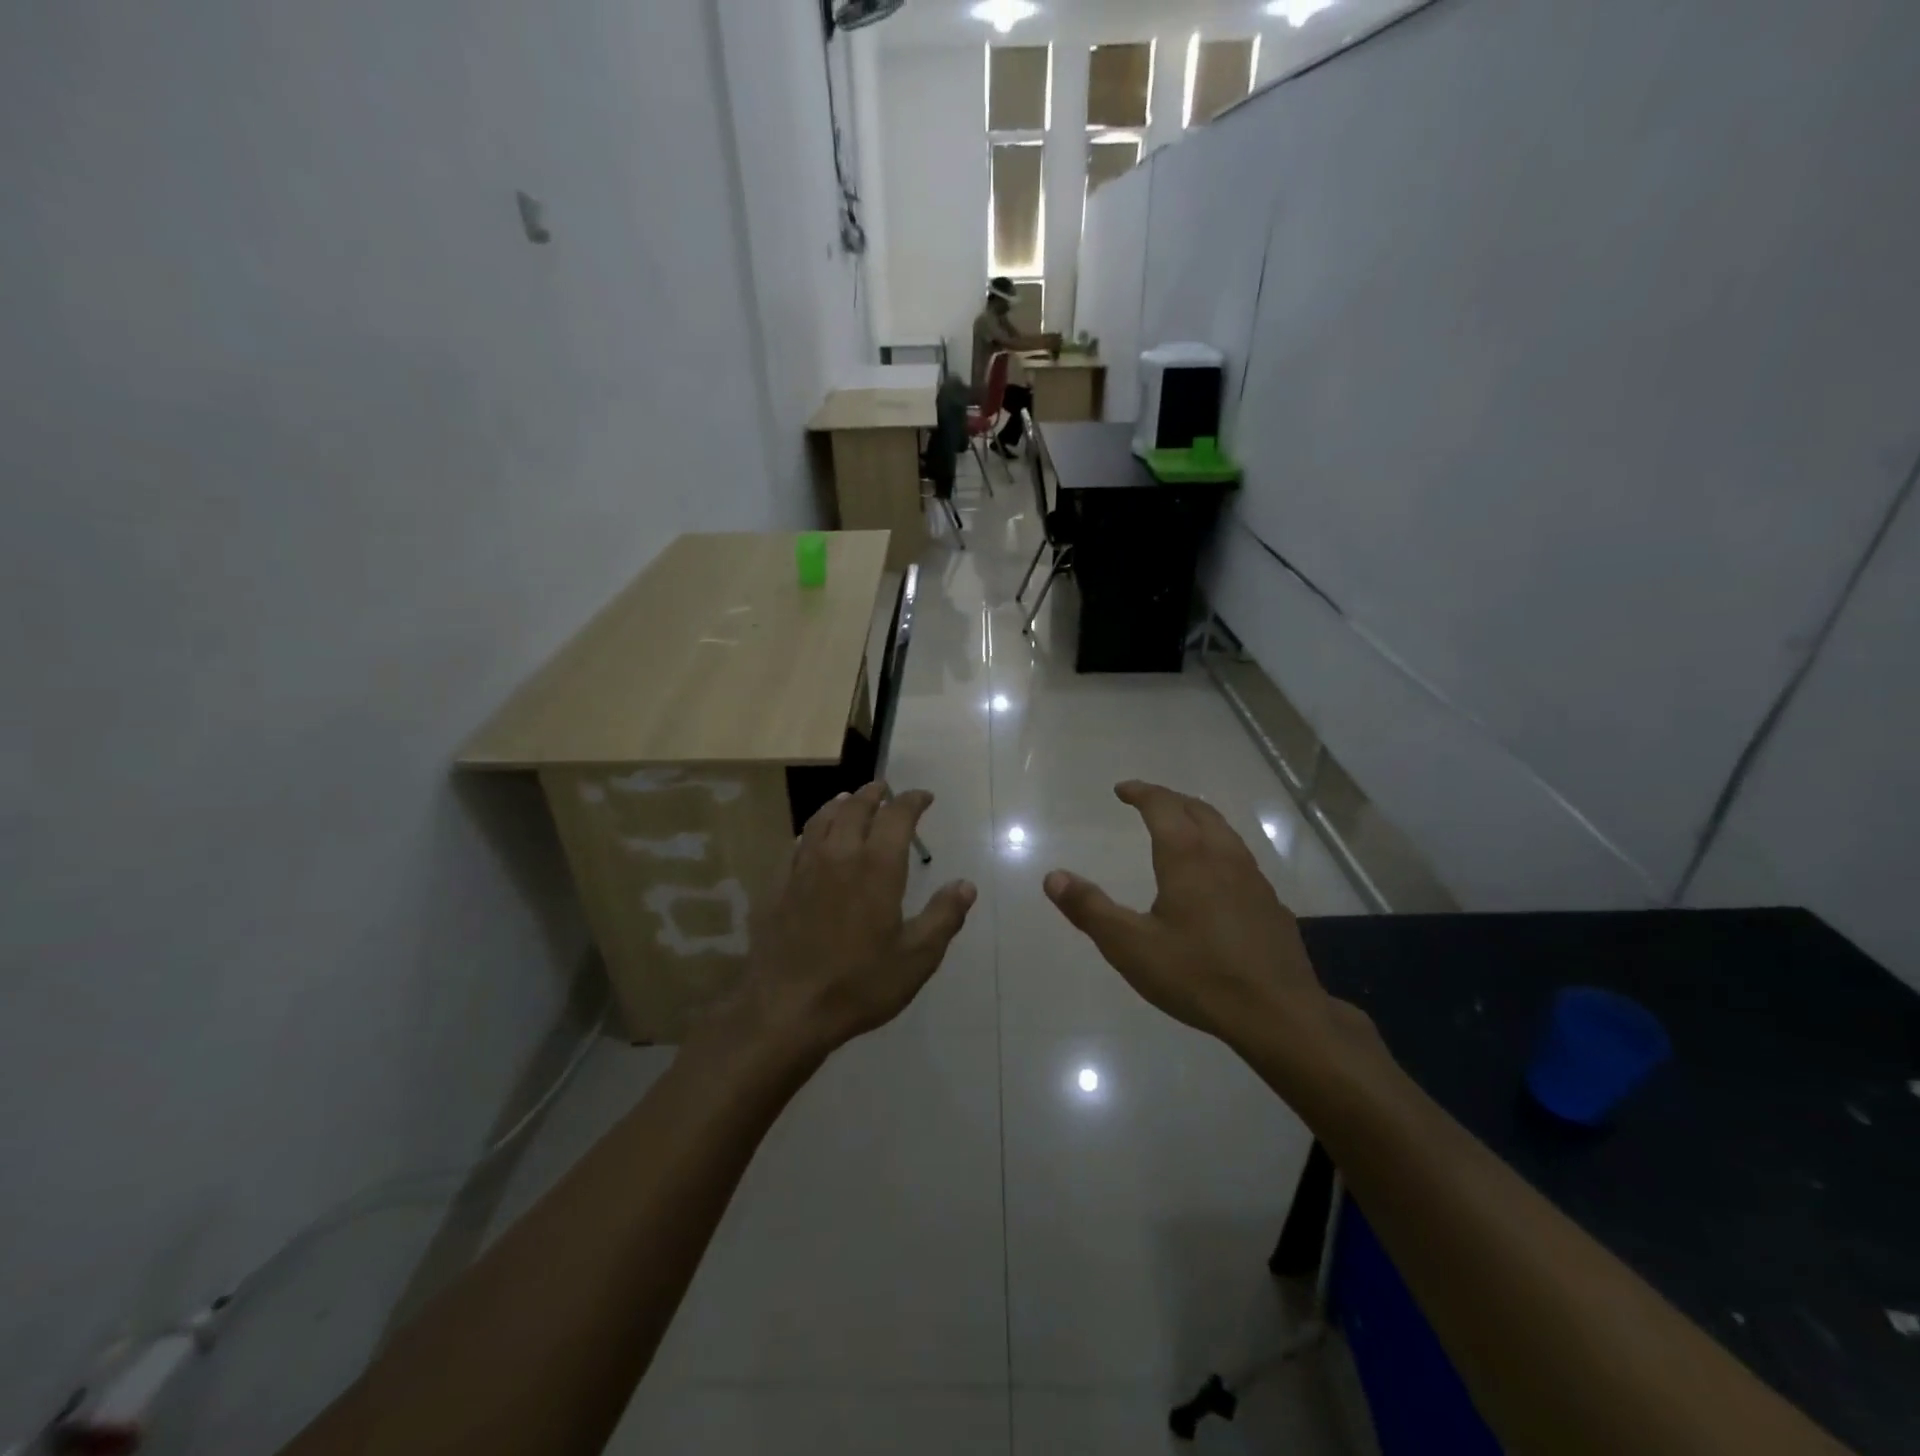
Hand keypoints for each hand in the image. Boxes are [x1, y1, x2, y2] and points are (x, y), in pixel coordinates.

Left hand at [736, 781, 976, 1055]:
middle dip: (875, 794)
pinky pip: (797, 844)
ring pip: (822, 820)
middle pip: (856, 808)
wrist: (785, 1008)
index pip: (897, 816)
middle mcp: (839, 856)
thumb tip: (966, 886)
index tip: (924, 797)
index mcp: (877, 867)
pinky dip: (811, 831)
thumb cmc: (859, 984)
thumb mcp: (916, 958)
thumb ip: (943, 917)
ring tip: (849, 800)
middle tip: (885, 789)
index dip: (912, 801)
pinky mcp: (778, 886)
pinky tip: (811, 838)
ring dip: (840, 805)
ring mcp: (804, 868)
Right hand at [1044, 781, 1359, 1075]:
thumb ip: (1090, 909)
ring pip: (1224, 832)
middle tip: (1148, 802)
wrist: (1279, 1014)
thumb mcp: (1130, 946)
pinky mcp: (1271, 905)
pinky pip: (1240, 859)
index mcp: (1187, 857)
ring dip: (1198, 820)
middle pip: (1198, 810)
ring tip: (1180, 830)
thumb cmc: (1198, 976)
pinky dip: (1219, 849)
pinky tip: (1214, 879)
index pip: (1163, 806)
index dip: (1141, 792)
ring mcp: (1253, 880)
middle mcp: (1223, 857)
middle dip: (1170, 800)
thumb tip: (1053, 877)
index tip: (1122, 790)